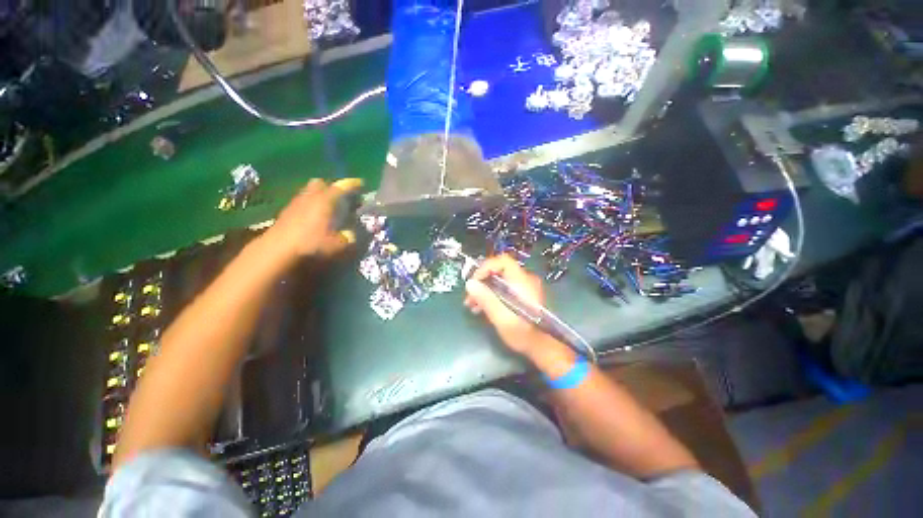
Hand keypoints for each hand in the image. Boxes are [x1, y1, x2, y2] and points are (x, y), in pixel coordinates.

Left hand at [262, 178, 361, 263]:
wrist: (277, 250)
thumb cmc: (311, 244)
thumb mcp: (337, 245)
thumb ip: (348, 238)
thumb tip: (351, 234)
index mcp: (325, 200)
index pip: (341, 187)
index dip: (352, 184)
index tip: (361, 183)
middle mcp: (310, 197)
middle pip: (321, 183)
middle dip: (331, 187)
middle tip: (340, 198)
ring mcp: (296, 203)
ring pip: (309, 192)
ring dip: (319, 196)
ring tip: (327, 209)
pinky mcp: (286, 212)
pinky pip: (301, 202)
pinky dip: (309, 206)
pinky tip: (313, 219)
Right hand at [464, 254, 553, 355]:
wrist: (543, 348)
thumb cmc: (523, 333)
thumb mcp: (501, 317)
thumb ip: (486, 299)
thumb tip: (470, 283)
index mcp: (522, 281)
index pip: (502, 261)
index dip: (485, 268)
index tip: (474, 282)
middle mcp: (524, 280)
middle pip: (499, 271)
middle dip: (481, 282)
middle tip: (469, 297)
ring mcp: (524, 288)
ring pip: (500, 281)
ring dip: (484, 290)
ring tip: (472, 305)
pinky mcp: (522, 296)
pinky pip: (504, 289)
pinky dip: (492, 295)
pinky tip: (482, 308)